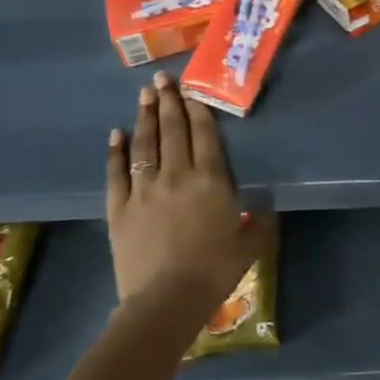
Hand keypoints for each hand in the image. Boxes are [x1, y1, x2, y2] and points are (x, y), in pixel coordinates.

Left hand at [104, 72, 250, 310]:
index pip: (204, 135)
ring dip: (145, 117)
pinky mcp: (119, 208)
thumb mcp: (250, 245)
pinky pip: (116, 173)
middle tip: (162, 79)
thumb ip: (259, 223)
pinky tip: (115, 135)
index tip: (190, 89)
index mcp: (210, 180)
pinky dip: (115, 152)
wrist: (165, 300)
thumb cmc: (214, 271)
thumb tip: (264, 209)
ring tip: (143, 94)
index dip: (198, 109)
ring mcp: (144, 190)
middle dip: (168, 102)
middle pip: (173, 130)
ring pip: (144, 144)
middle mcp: (176, 175)